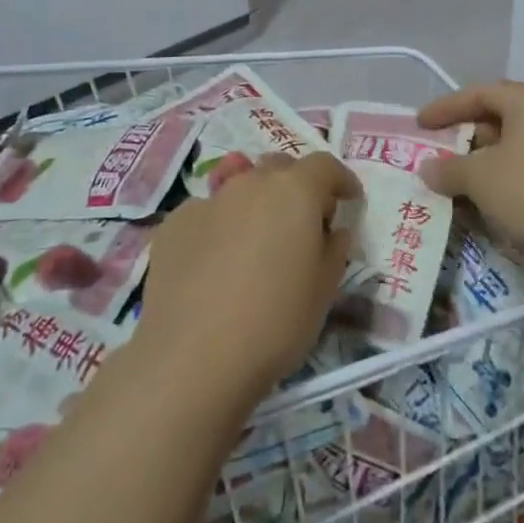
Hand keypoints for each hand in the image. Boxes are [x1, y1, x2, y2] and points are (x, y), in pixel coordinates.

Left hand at [138, 152, 360, 397]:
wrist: (191, 357)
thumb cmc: (275, 323)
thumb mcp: (324, 291)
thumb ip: (334, 249)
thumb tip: (333, 230)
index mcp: (294, 191)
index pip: (325, 166)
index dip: (341, 180)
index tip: (349, 200)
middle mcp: (250, 183)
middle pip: (280, 169)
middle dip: (297, 187)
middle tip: (303, 224)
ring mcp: (208, 199)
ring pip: (240, 187)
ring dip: (256, 204)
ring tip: (256, 244)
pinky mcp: (174, 223)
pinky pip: (208, 214)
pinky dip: (220, 227)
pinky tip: (215, 265)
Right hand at [416, 82, 523, 265]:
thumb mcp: (480, 178)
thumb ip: (449, 169)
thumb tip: (427, 169)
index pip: (478, 93)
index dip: (445, 108)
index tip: (419, 124)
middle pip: (498, 117)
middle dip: (465, 136)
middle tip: (438, 153)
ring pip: (515, 146)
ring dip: (484, 162)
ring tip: (458, 181)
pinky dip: (506, 179)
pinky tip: (490, 201)